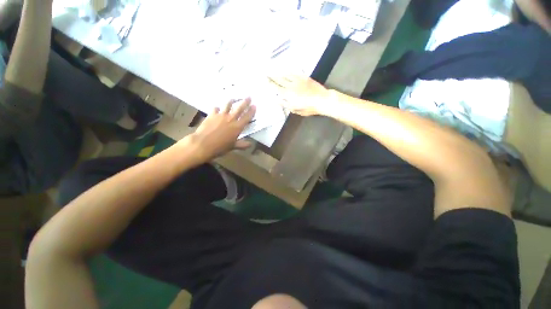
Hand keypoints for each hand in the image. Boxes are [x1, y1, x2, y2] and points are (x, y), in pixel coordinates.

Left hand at [184, 98, 255, 161]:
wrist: (203, 144)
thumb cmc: (220, 147)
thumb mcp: (233, 146)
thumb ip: (242, 144)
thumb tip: (250, 144)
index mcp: (237, 127)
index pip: (247, 117)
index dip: (251, 111)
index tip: (254, 105)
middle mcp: (230, 119)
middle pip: (239, 108)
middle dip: (245, 102)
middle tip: (249, 97)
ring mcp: (221, 115)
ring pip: (228, 105)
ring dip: (231, 101)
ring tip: (233, 99)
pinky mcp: (211, 115)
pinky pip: (215, 108)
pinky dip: (217, 108)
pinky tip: (217, 108)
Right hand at [268, 75, 330, 115]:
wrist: (322, 100)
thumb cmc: (309, 108)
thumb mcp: (296, 110)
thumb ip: (286, 105)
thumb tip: (277, 101)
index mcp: (288, 94)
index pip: (277, 88)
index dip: (270, 83)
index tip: (265, 80)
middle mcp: (291, 85)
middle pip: (280, 80)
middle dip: (272, 76)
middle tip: (266, 73)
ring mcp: (298, 80)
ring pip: (286, 75)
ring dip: (279, 73)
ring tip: (274, 71)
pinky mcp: (305, 77)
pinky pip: (295, 72)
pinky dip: (289, 71)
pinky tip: (287, 70)